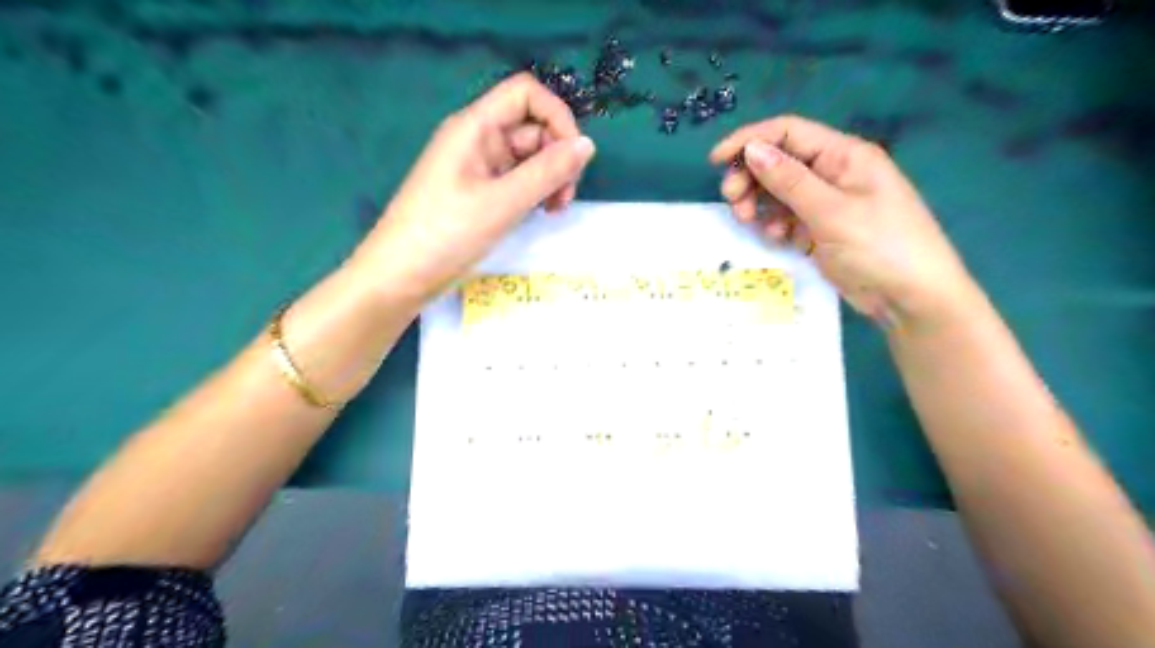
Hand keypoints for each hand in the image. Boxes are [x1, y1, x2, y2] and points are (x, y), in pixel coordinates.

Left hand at [344, 71, 595, 302]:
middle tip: (564, 199)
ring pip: (528, 158)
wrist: (400, 276)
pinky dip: (534, 193)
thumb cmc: (447, 234)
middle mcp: (477, 140)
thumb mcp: (503, 202)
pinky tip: (539, 214)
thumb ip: (548, 171)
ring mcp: (478, 168)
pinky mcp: (479, 193)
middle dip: (557, 158)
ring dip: (549, 178)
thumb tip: (588, 145)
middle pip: (532, 128)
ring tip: (554, 211)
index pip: (526, 94)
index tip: (575, 156)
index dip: (557, 116)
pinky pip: (516, 180)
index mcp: (475, 127)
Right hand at [713, 113, 971, 328]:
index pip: (788, 132)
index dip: (749, 140)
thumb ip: (789, 180)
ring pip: (779, 192)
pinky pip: (787, 217)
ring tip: (748, 222)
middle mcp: (833, 172)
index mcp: (843, 155)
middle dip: (751, 178)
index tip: (716, 161)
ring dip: (759, 203)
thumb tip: (752, 149)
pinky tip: (776, 238)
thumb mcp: (831, 211)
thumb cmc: (880, 247)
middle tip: (733, 202)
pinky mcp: (821, 229)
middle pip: (779, 162)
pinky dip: (774, 224)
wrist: (912, 298)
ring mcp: (827, 203)